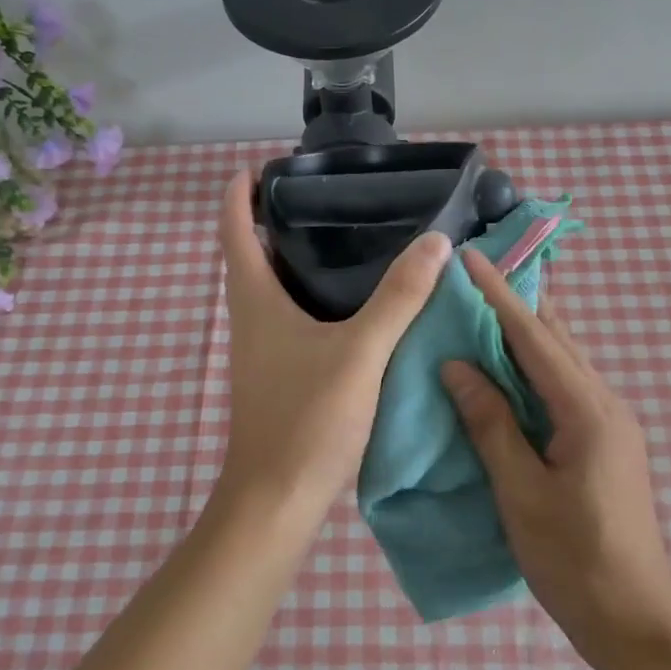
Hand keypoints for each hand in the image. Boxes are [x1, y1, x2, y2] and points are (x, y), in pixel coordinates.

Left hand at [216, 170, 450, 518]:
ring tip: (348, 239)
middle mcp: (251, 319)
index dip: (239, 195)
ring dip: (298, 261)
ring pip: (275, 290)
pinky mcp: (279, 376)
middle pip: (253, 256)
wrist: (276, 501)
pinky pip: (293, 320)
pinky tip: (354, 305)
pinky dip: (315, 299)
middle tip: (326, 197)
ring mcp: (262, 351)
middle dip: (277, 222)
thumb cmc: (307, 419)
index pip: (234, 231)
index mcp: (255, 300)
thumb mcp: (360, 352)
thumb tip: (436, 242)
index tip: (260, 167)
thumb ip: (399, 297)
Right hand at [441, 248, 670, 660]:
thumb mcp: (521, 492)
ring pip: (565, 361)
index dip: (498, 295)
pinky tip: (512, 368)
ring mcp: (612, 423)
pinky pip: (567, 386)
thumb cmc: (574, 560)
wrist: (637, 622)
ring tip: (489, 306)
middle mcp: (606, 404)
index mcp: (587, 410)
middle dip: (517, 302)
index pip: (534, 337)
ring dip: (528, 332)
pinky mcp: (607, 443)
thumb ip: (490, 423)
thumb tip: (457, 366)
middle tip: (478, 272)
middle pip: (557, 339)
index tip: (469, 257)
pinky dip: (536, 366)